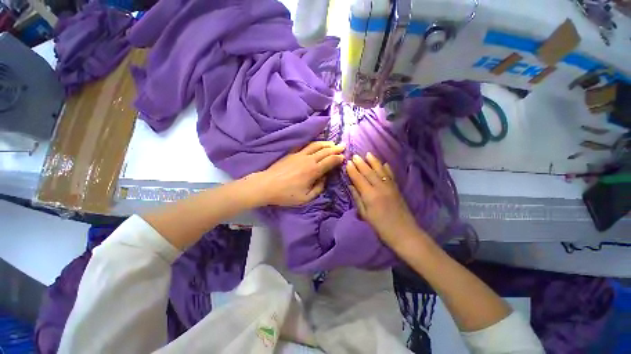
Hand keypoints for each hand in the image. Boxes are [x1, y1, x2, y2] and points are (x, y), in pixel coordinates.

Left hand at [255, 141, 344, 206]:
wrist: (267, 185)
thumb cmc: (287, 194)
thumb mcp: (306, 198)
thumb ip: (318, 188)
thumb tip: (324, 179)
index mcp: (313, 171)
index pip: (330, 161)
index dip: (338, 158)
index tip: (343, 157)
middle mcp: (308, 160)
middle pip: (325, 151)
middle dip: (335, 148)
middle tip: (342, 146)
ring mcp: (299, 154)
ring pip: (315, 145)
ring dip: (325, 143)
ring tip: (332, 143)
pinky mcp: (291, 153)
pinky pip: (304, 145)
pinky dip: (312, 143)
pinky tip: (315, 143)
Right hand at [346, 153, 419, 247]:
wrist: (404, 233)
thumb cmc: (381, 227)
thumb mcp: (365, 215)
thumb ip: (357, 199)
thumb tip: (350, 186)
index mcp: (370, 195)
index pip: (359, 179)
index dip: (352, 170)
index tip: (347, 162)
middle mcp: (380, 187)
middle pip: (368, 172)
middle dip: (361, 163)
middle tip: (355, 155)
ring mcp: (390, 187)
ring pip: (380, 170)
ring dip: (373, 161)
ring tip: (368, 154)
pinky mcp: (397, 188)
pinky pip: (391, 175)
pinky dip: (386, 168)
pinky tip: (384, 163)